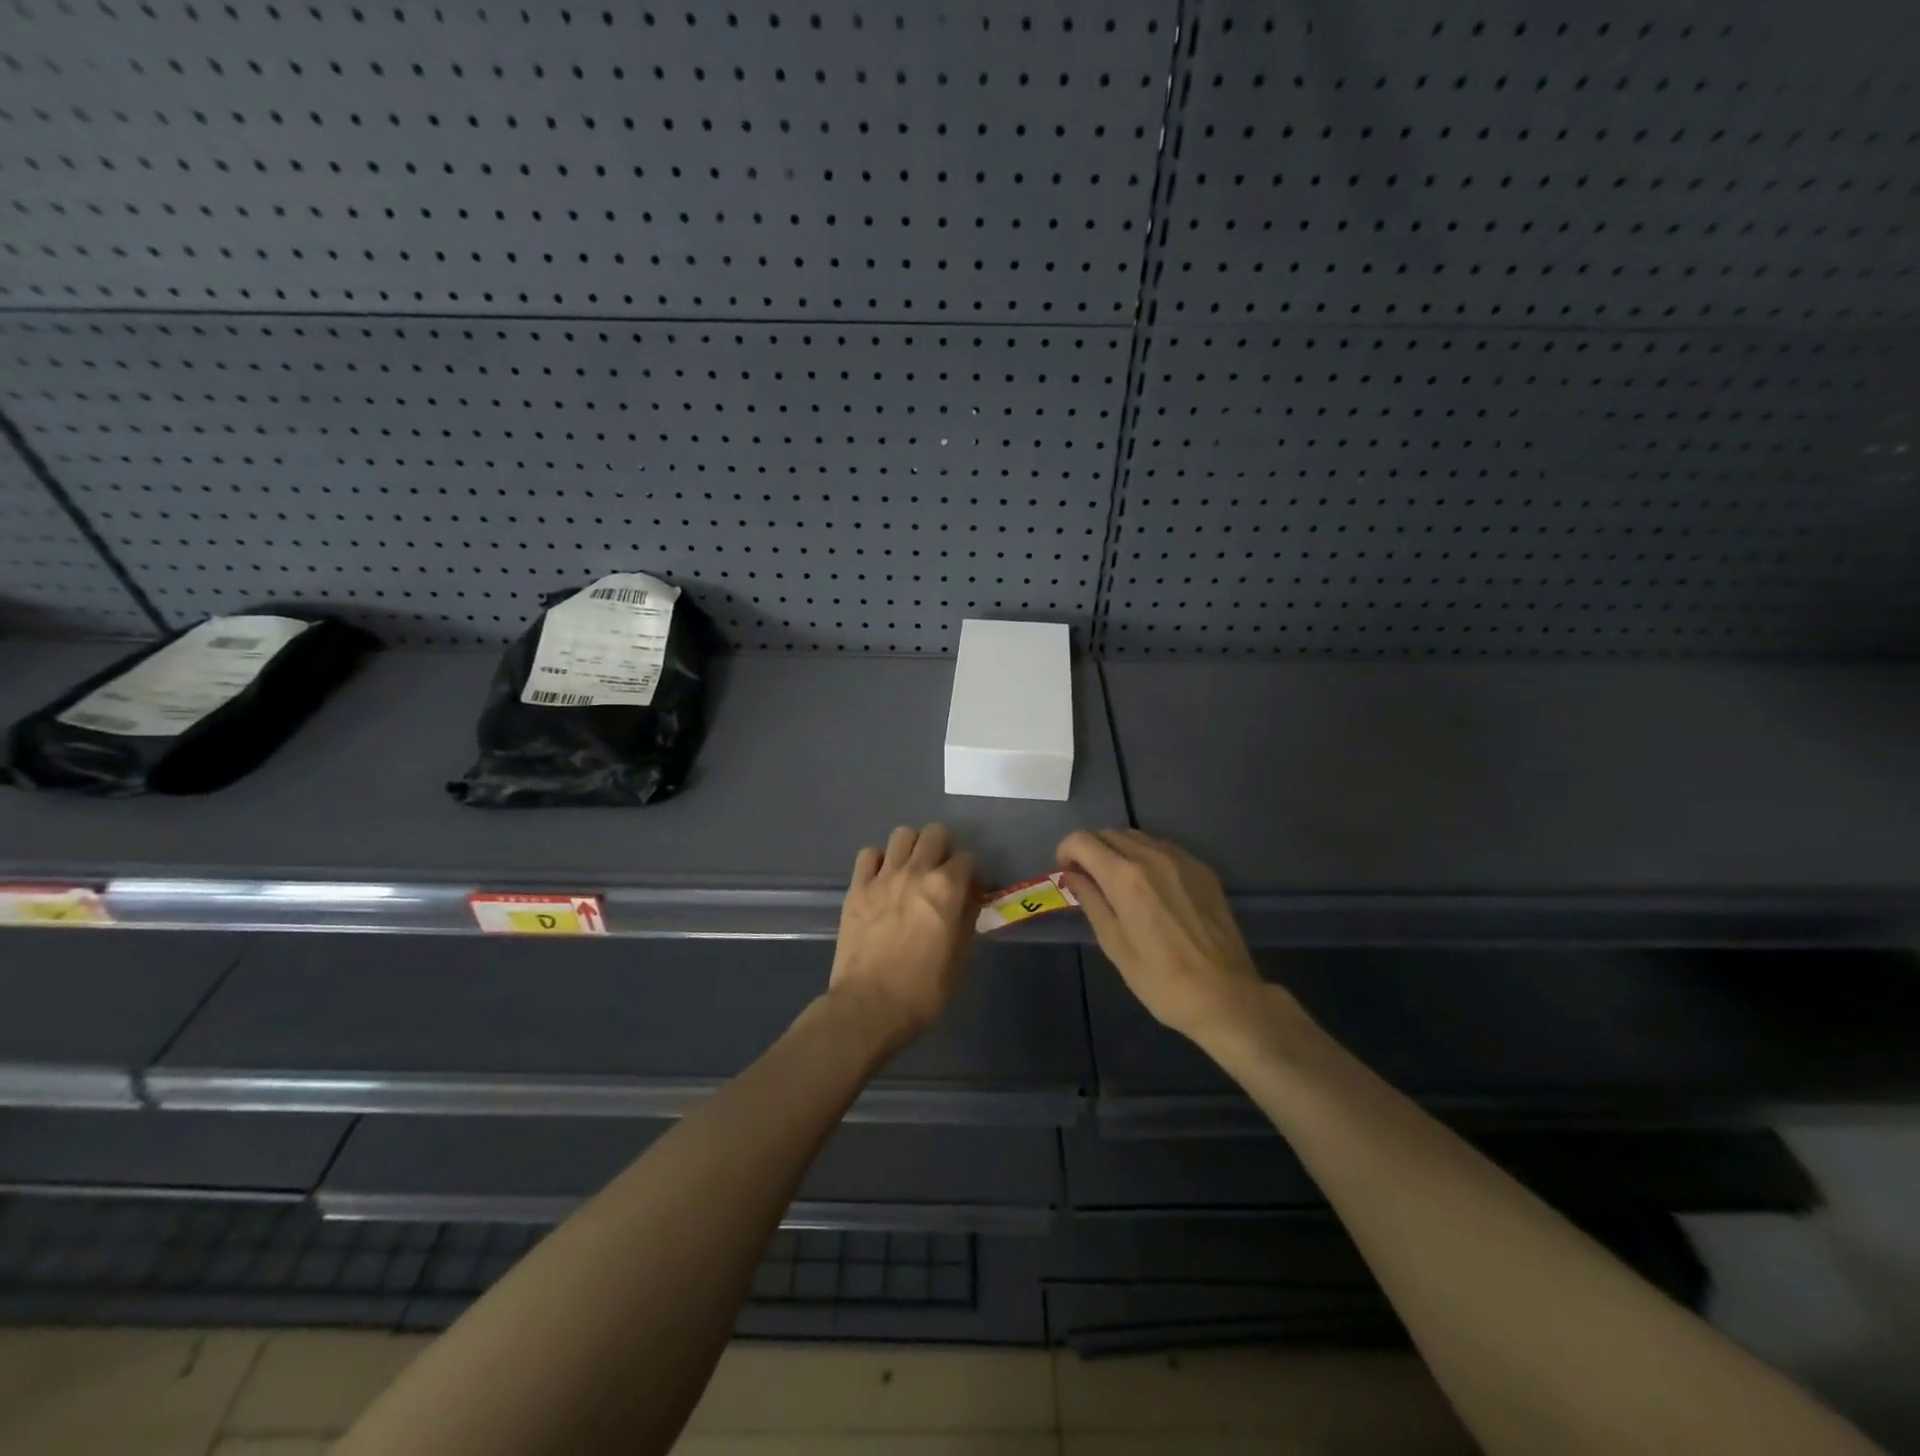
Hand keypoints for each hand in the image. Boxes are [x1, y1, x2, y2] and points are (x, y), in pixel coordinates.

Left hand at [828, 823, 978, 1052]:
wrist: (869, 1007)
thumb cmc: (923, 990)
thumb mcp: (960, 958)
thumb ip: (967, 919)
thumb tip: (969, 899)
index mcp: (947, 888)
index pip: (968, 858)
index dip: (971, 873)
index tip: (969, 891)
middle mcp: (916, 871)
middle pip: (935, 833)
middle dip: (944, 849)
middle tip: (941, 873)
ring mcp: (883, 876)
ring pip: (902, 834)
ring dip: (912, 848)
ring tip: (911, 871)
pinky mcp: (857, 887)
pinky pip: (868, 854)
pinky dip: (878, 861)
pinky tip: (882, 880)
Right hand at [1058, 828, 1276, 1044]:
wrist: (1226, 996)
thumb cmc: (1161, 980)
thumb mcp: (1114, 944)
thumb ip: (1090, 901)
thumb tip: (1072, 875)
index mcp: (1124, 876)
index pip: (1082, 840)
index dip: (1066, 852)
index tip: (1068, 875)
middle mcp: (1152, 856)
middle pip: (1109, 833)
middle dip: (1092, 851)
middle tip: (1091, 881)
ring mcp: (1181, 859)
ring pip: (1137, 837)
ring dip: (1119, 851)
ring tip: (1120, 884)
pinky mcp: (1202, 869)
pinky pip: (1163, 848)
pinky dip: (1147, 857)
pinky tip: (1152, 888)